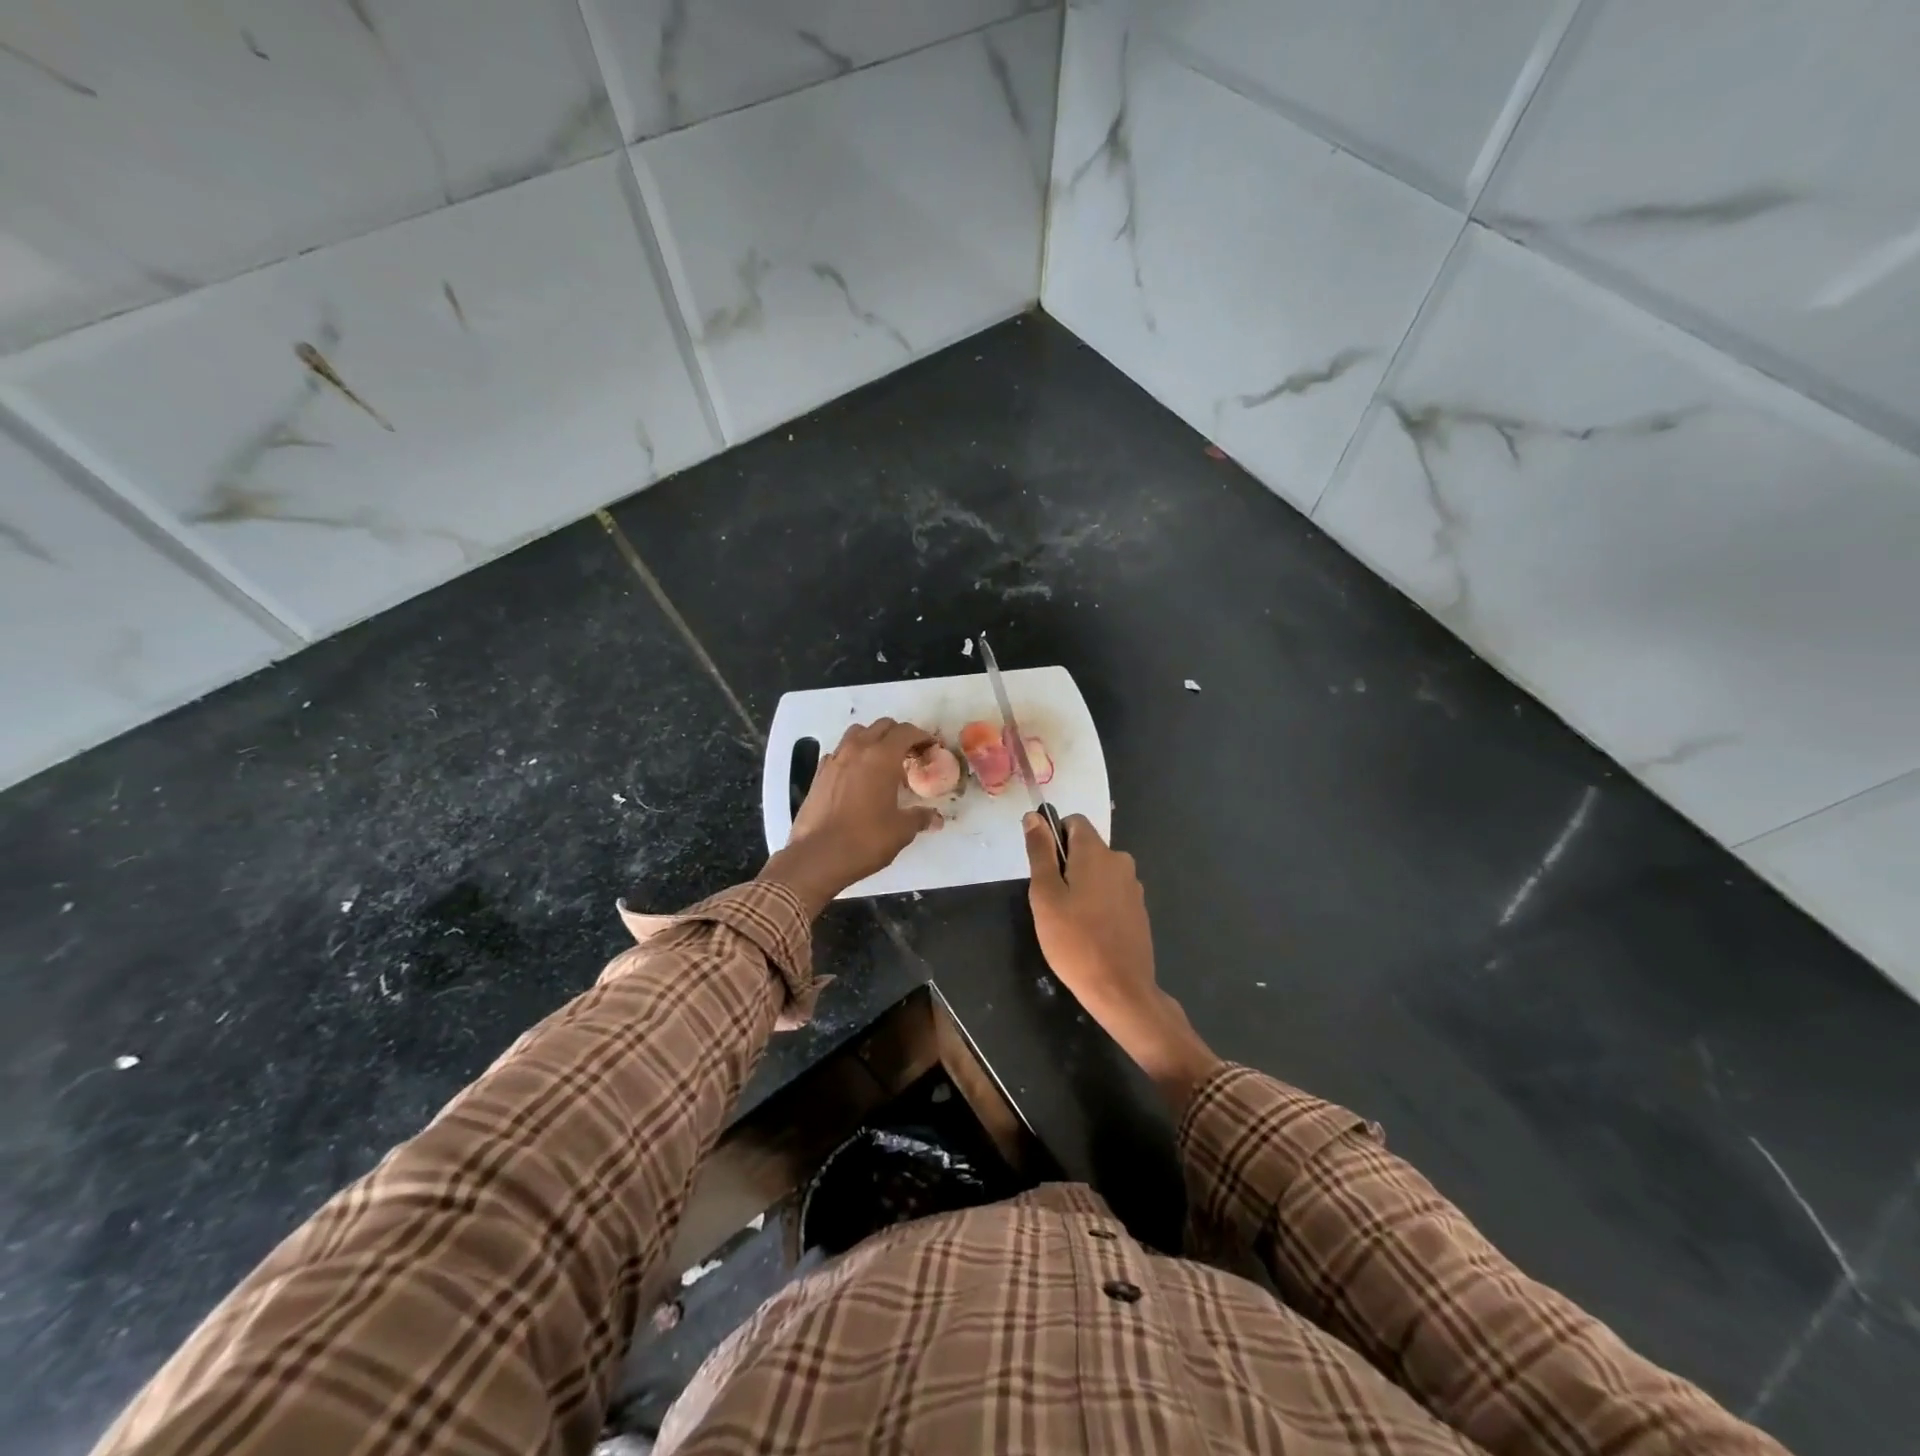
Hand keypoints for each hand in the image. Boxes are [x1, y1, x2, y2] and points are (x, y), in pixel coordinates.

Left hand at [763, 719, 942, 914]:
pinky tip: (858, 777)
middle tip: (910, 754)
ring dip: (874, 739)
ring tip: (882, 762)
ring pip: (857, 733)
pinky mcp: (819, 773)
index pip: (906, 732)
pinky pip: (840, 752)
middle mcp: (857, 750)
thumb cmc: (865, 840)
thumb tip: (936, 818)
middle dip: (899, 735)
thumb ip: (920, 818)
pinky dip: (853, 755)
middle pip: (882, 726)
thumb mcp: (901, 830)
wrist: (817, 856)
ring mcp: (834, 759)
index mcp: (882, 757)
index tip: (931, 748)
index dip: (922, 737)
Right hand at [1025, 814, 1218, 1110]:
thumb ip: (1040, 852)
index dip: (1054, 836)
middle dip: (1067, 865)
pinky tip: (1089, 932)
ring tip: (1069, 920)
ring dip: (1083, 885)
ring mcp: (1133, 886)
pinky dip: (1098, 903)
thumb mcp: (1045, 895)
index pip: (1074, 821)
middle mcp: (1120, 861)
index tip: (1043, 867)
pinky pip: (1112, 893)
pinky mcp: (1139, 910)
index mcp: (1096, 852)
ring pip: (1099, 872)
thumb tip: (1034, 816)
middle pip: (1087, 848)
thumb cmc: (1074, 940)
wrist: (1120, 989)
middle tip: (1051, 900)